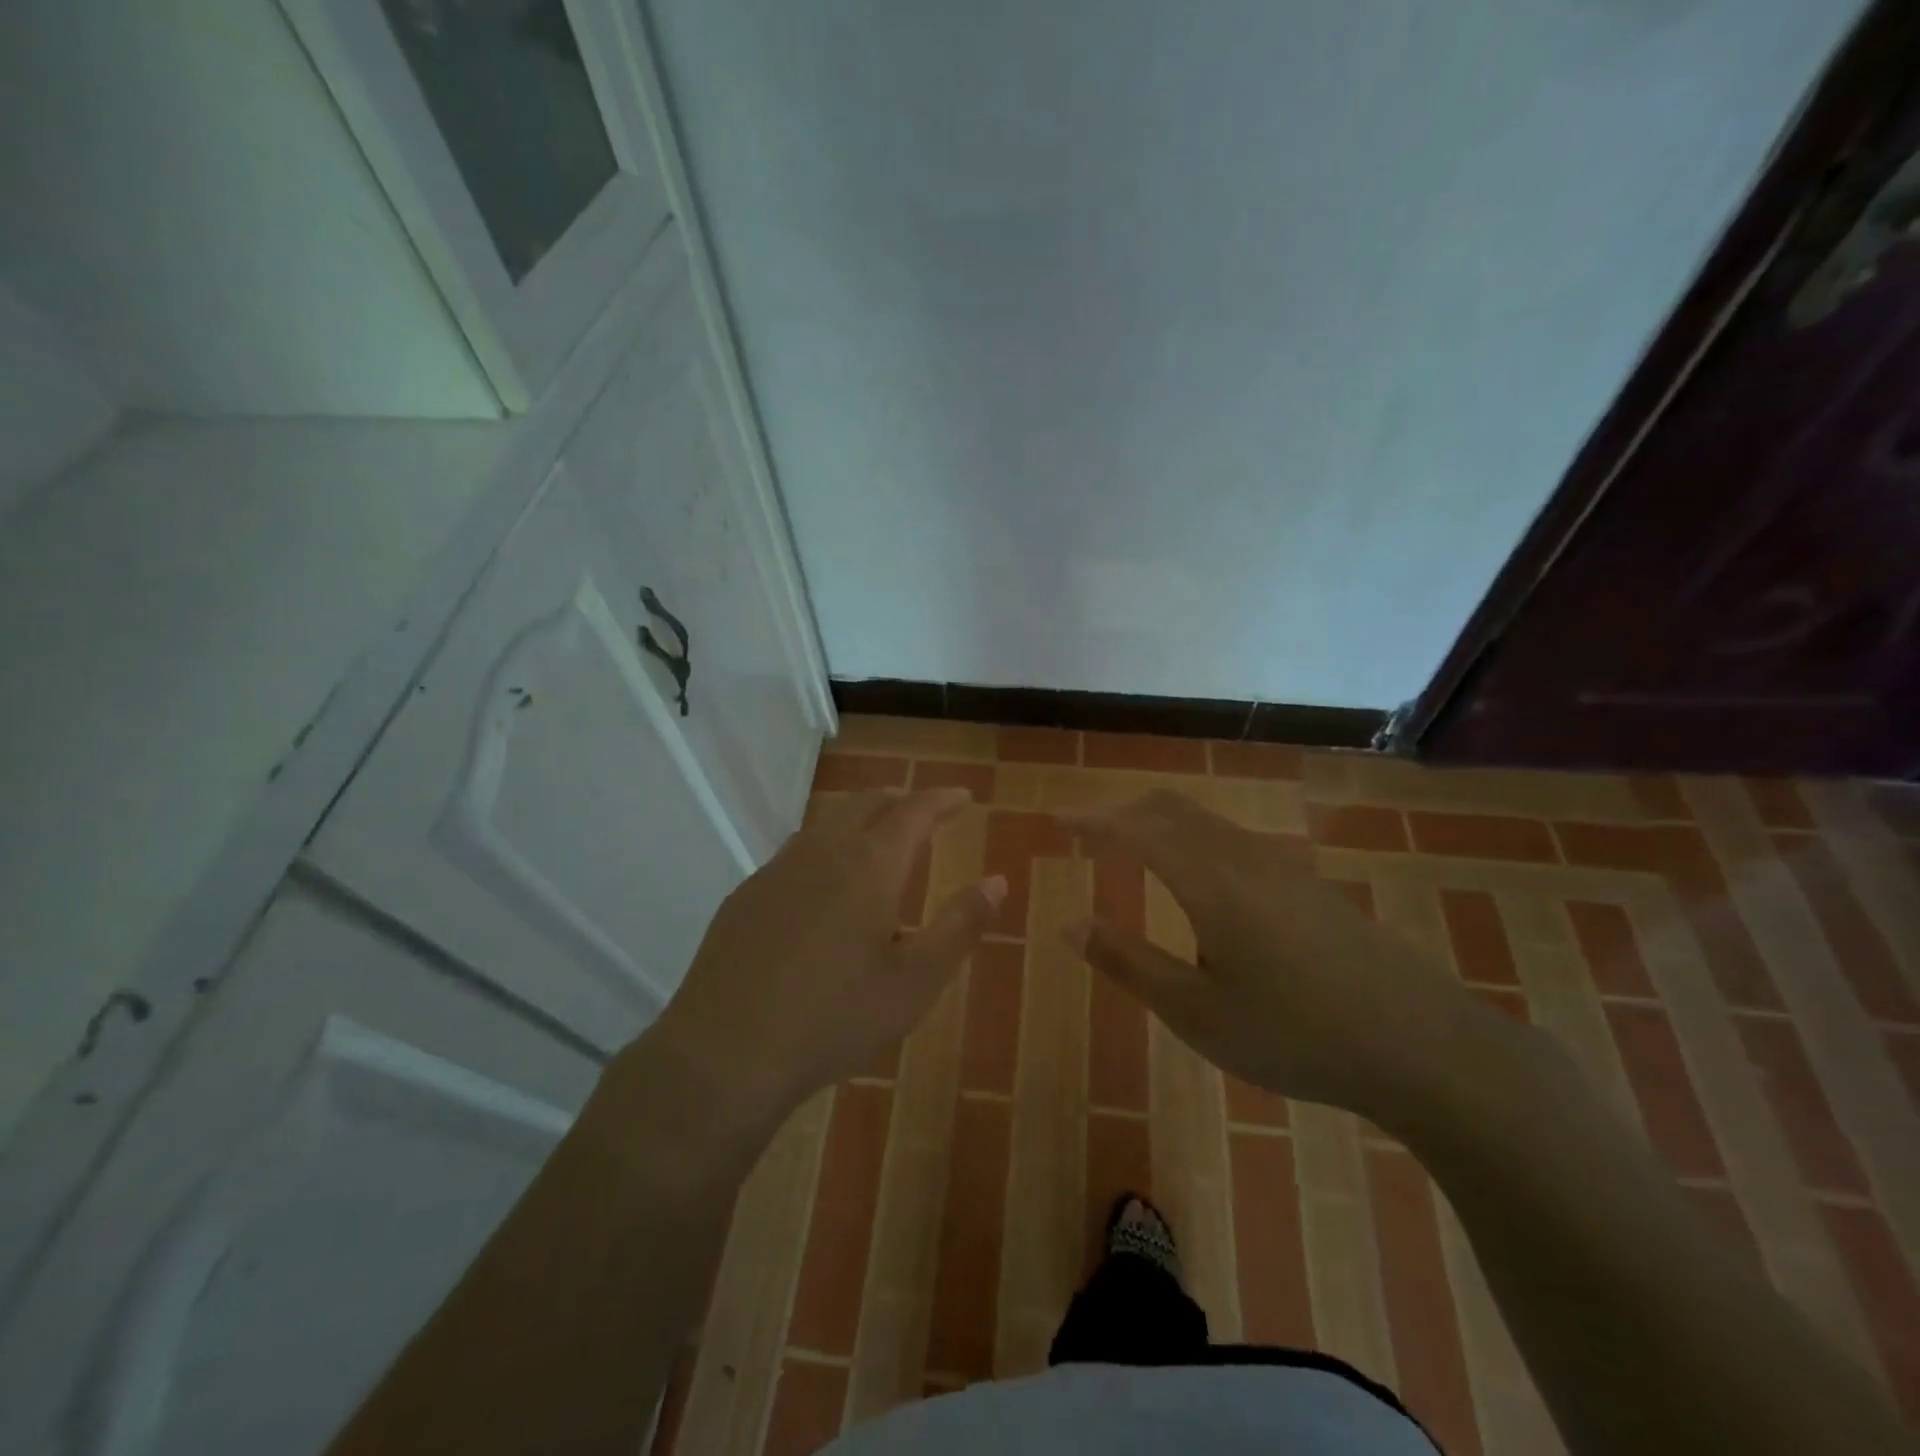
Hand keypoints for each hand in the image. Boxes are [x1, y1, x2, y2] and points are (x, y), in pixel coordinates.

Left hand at [646, 787, 1004, 1136]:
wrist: (725, 1053)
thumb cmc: (834, 1019)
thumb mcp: (915, 982)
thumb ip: (960, 926)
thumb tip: (997, 881)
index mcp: (869, 865)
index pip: (914, 810)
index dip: (942, 799)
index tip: (963, 797)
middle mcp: (822, 851)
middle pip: (867, 803)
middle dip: (901, 801)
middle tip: (925, 813)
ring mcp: (777, 870)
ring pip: (827, 822)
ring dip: (860, 818)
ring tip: (878, 838)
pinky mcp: (746, 894)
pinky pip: (796, 850)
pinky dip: (826, 846)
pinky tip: (824, 882)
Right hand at [1066, 791, 1488, 1125]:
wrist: (1425, 1047)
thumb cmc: (1295, 1034)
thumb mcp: (1196, 1012)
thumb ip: (1128, 962)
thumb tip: (1069, 924)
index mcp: (1209, 880)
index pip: (1137, 828)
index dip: (1093, 820)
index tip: (1059, 821)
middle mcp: (1243, 857)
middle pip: (1172, 809)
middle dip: (1123, 812)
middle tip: (1089, 832)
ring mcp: (1283, 868)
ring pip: (1206, 822)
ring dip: (1160, 824)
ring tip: (1133, 849)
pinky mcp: (1309, 886)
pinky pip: (1234, 841)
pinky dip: (1193, 841)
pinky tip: (1199, 881)